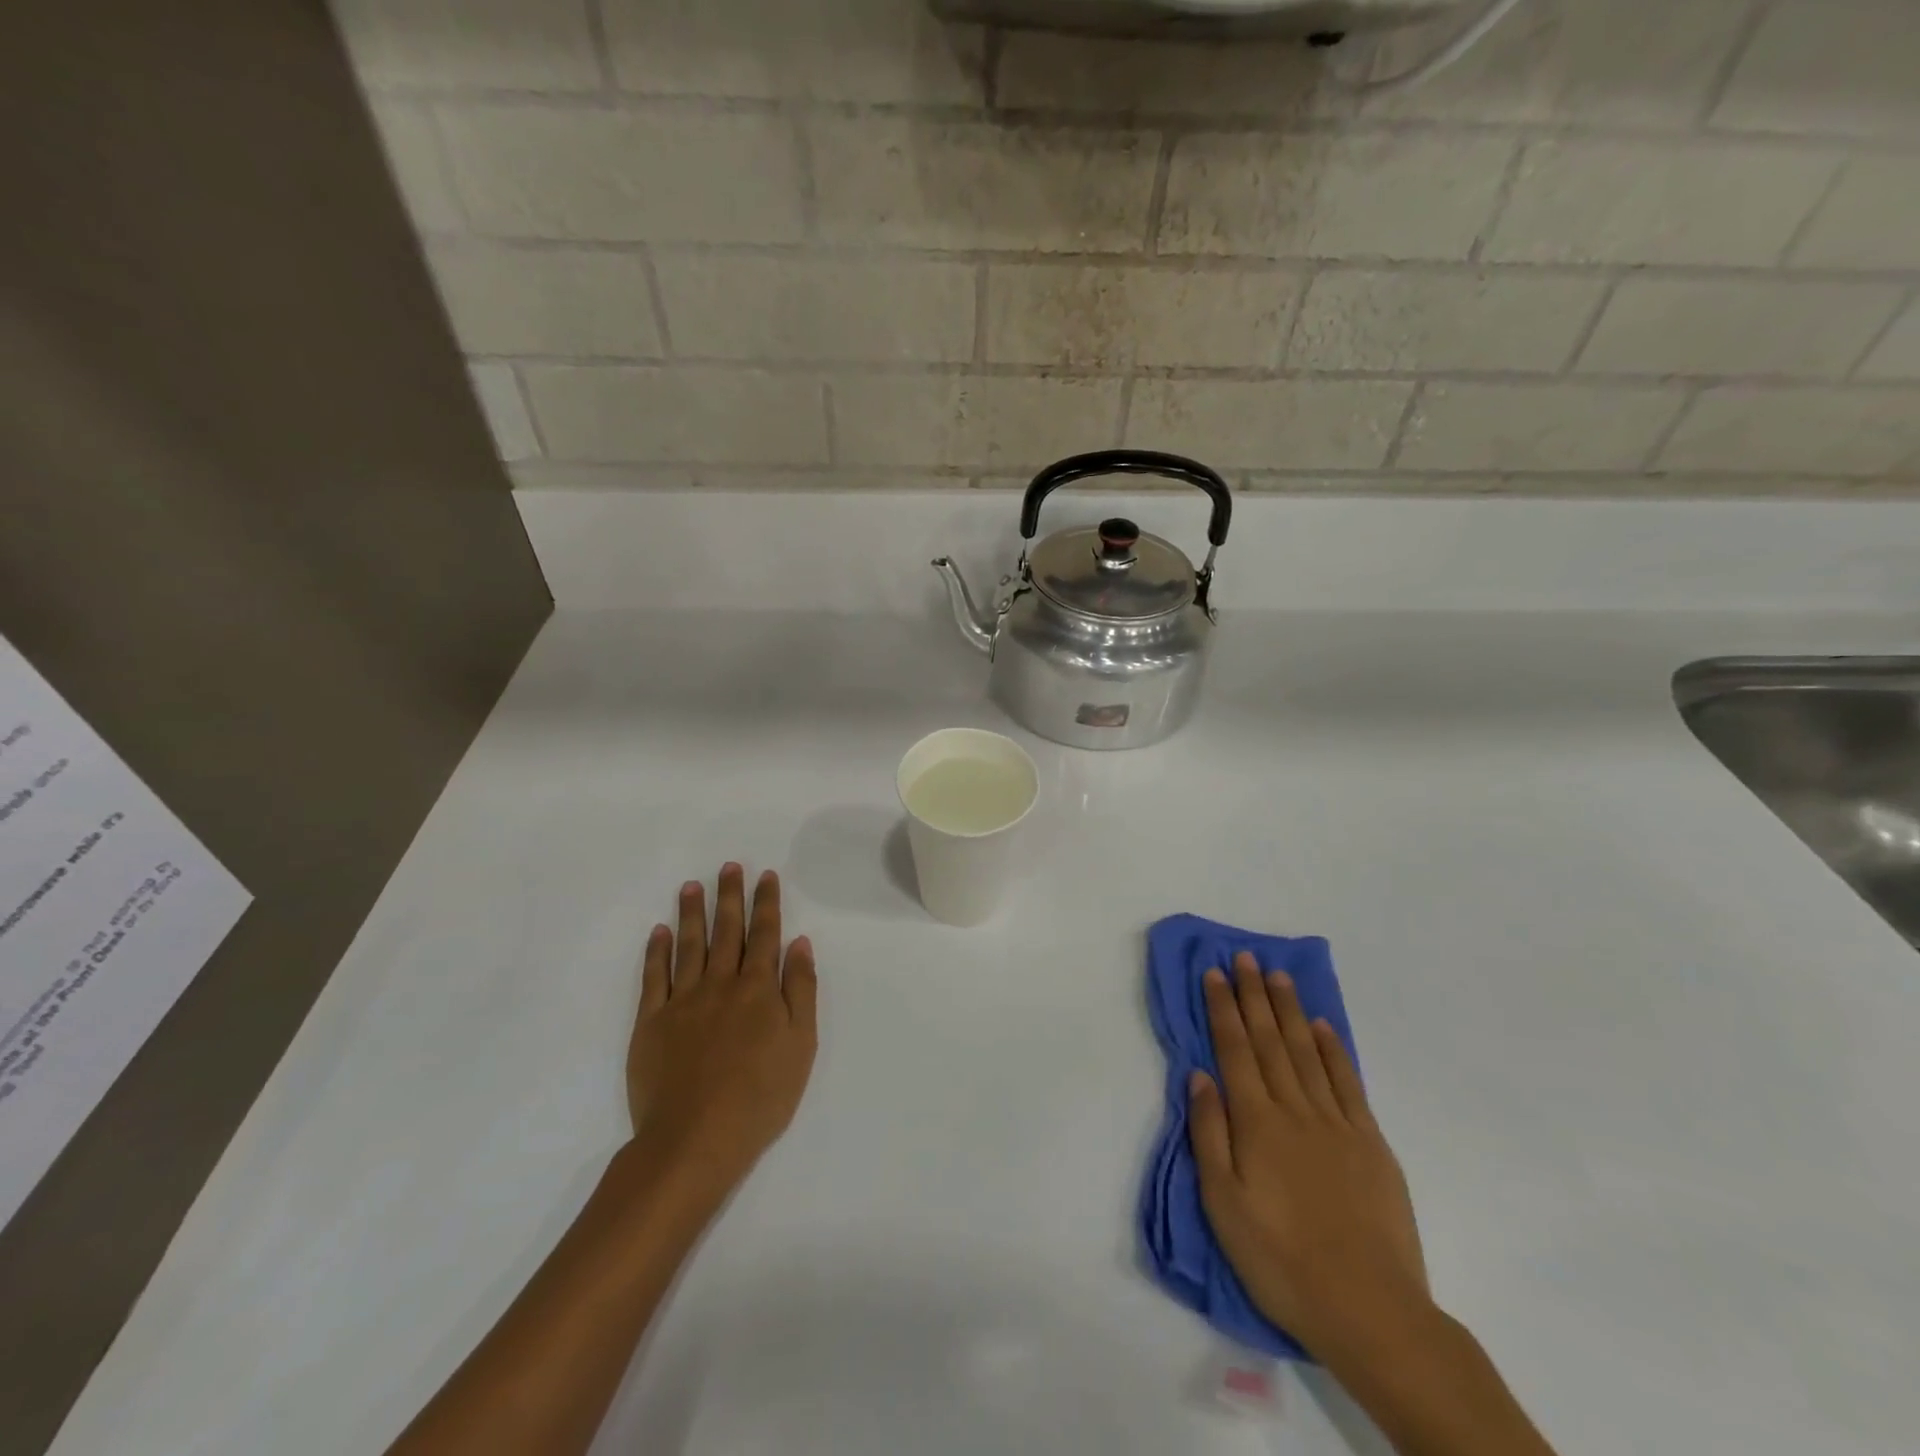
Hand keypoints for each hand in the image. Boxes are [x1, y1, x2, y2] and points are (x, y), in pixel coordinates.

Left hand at [627, 864, 817, 1200]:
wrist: (695, 1139)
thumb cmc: (761, 1096)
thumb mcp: (800, 1044)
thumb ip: (801, 990)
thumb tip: (799, 943)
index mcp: (759, 988)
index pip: (765, 934)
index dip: (767, 903)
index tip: (766, 875)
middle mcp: (721, 983)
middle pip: (727, 931)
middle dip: (730, 896)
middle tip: (729, 866)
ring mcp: (683, 1000)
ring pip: (689, 945)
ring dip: (692, 912)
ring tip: (692, 885)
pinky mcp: (651, 1022)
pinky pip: (654, 977)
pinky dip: (657, 951)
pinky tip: (660, 932)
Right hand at [1188, 953, 1429, 1363]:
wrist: (1369, 1309)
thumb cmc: (1281, 1260)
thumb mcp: (1223, 1204)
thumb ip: (1209, 1133)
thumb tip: (1199, 1075)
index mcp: (1256, 1122)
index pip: (1234, 1050)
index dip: (1223, 1008)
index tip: (1214, 973)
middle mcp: (1294, 1109)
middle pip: (1270, 1040)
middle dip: (1254, 995)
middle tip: (1245, 957)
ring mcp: (1337, 1123)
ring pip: (1307, 1051)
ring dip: (1290, 1010)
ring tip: (1278, 976)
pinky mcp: (1370, 1142)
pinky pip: (1347, 1082)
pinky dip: (1333, 1049)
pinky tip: (1322, 1026)